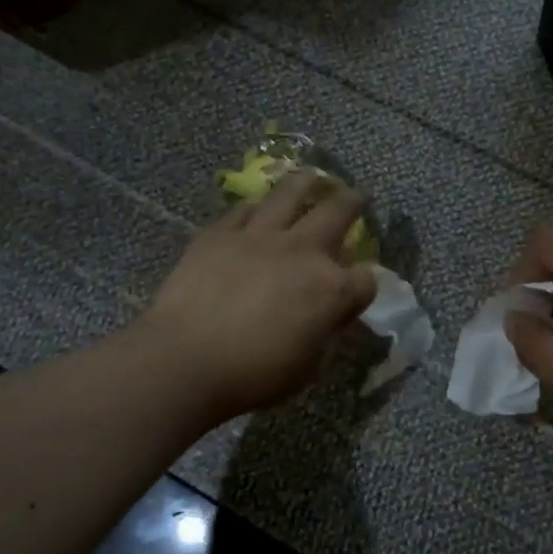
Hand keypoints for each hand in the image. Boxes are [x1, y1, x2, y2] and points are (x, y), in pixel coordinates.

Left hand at [143, 172, 378, 420]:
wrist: (185, 360)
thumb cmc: (253, 374)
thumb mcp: (307, 366)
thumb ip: (324, 332)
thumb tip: (326, 316)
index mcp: (331, 289)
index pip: (367, 278)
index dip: (365, 285)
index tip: (358, 290)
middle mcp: (303, 251)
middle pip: (339, 211)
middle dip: (354, 202)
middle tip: (357, 197)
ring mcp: (260, 236)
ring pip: (291, 193)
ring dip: (308, 183)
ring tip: (313, 178)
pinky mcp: (220, 233)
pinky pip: (245, 209)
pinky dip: (257, 209)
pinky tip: (257, 211)